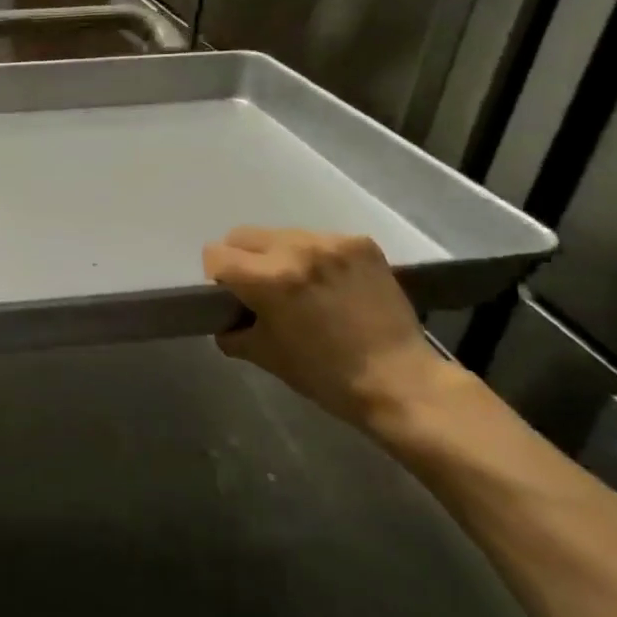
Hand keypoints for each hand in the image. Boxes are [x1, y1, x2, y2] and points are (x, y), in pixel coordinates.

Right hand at [202, 227, 458, 431]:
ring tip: (303, 289)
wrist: (400, 381)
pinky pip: (319, 240)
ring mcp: (332, 243)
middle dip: (244, 261)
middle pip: (243, 236)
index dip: (217, 278)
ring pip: (282, 235)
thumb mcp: (264, 356)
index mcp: (269, 279)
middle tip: (263, 291)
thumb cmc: (326, 376)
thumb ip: (233, 329)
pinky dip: (316, 259)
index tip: (232, 297)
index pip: (216, 254)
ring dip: (281, 257)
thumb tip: (225, 317)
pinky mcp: (361, 244)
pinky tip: (332, 286)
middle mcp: (297, 249)